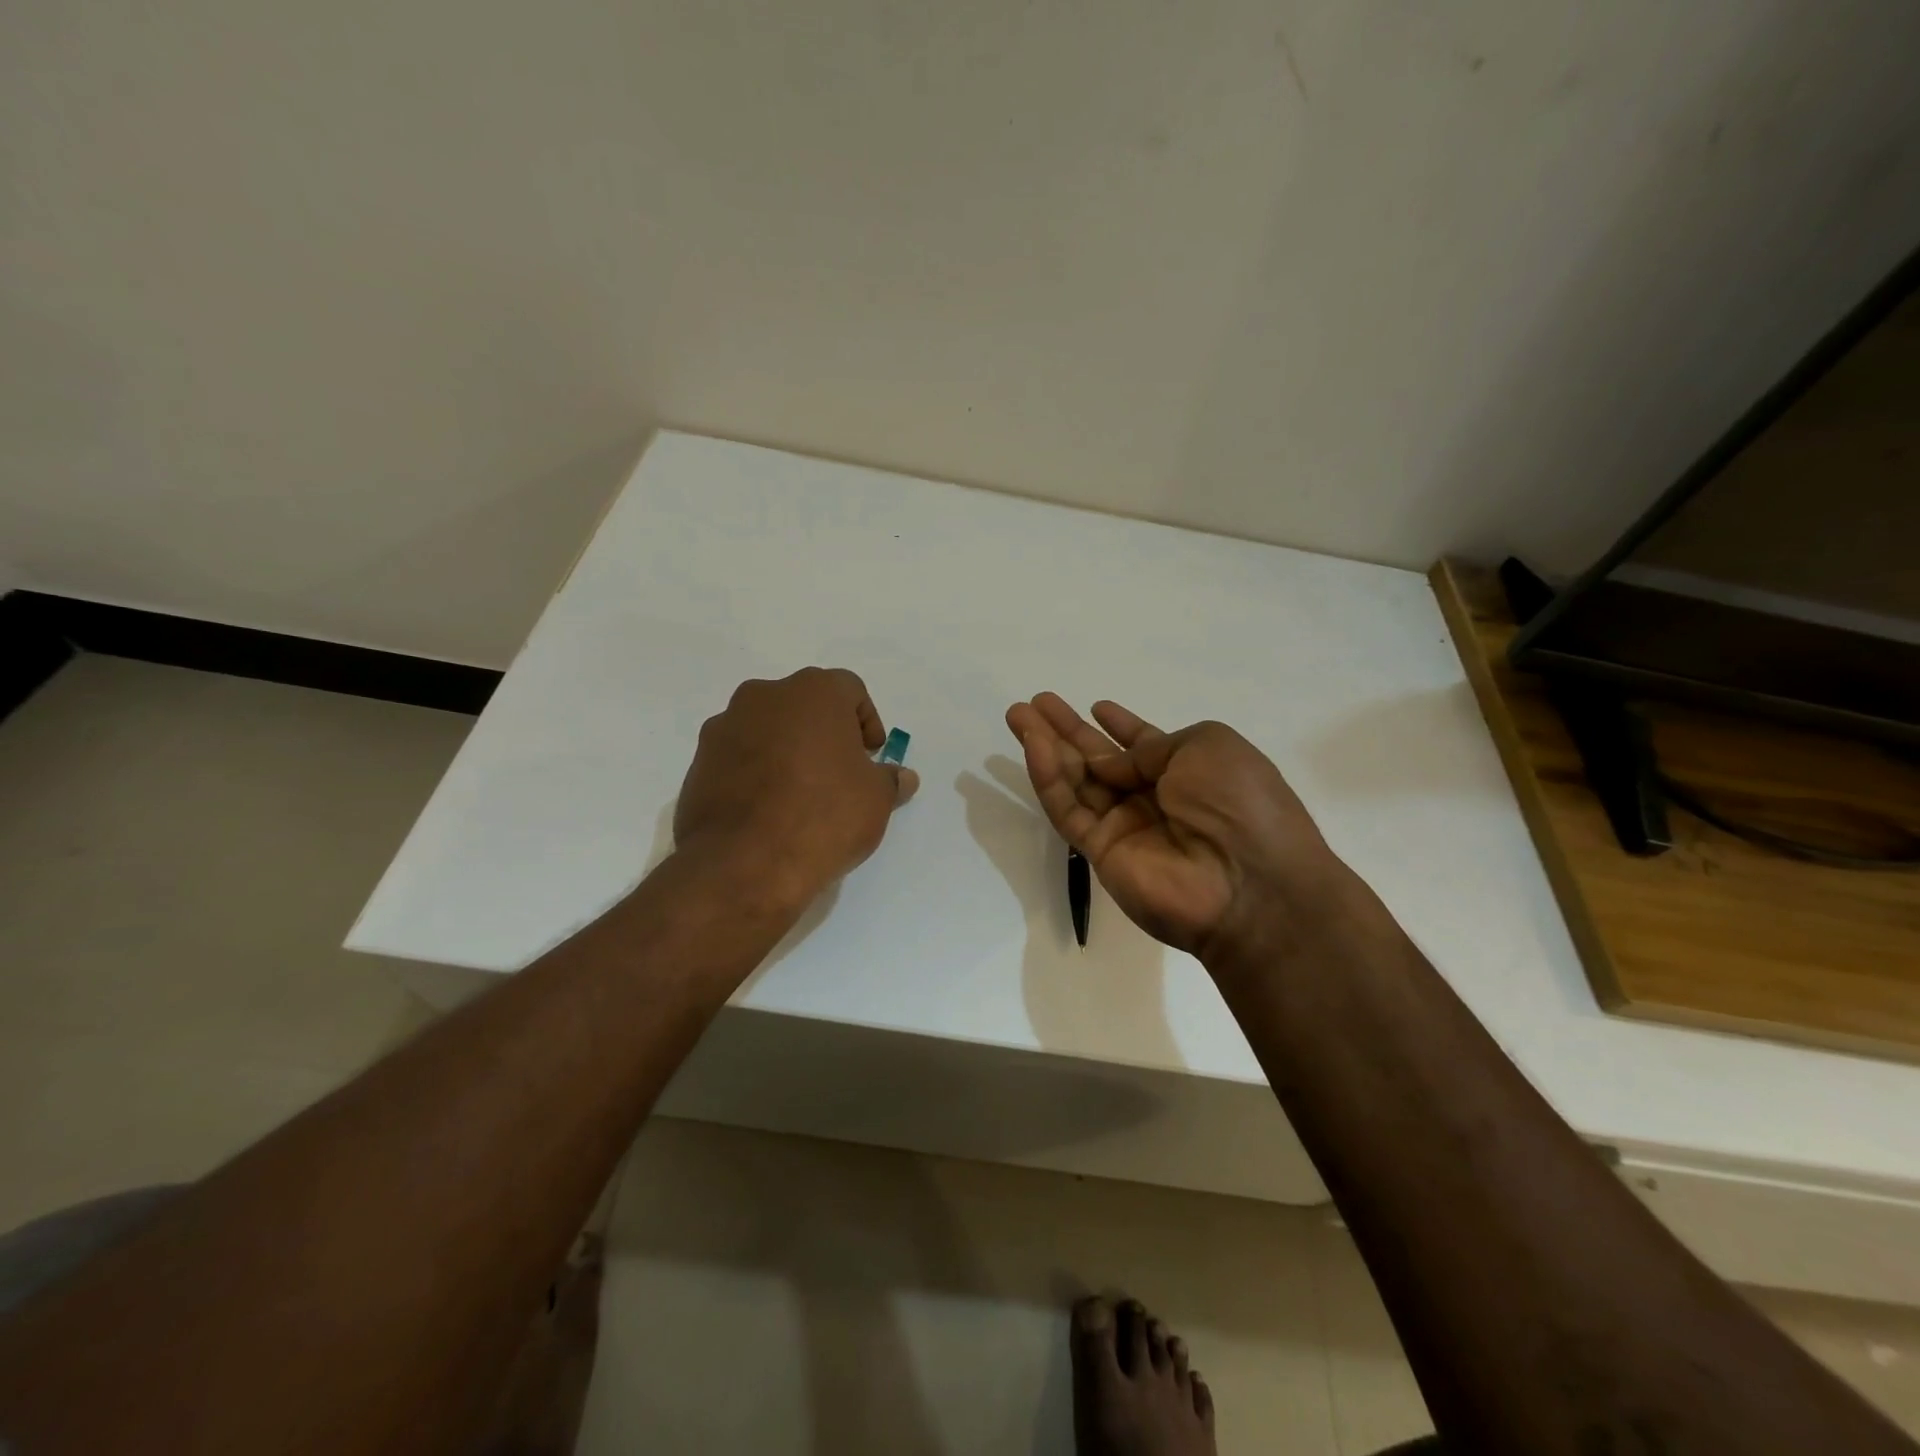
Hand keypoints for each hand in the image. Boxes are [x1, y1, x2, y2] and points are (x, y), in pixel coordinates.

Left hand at [676, 668, 918, 912]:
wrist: (744, 863)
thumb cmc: (824, 815)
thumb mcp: (876, 800)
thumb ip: (890, 780)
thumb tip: (902, 777)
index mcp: (813, 692)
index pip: (850, 690)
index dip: (866, 721)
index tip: (871, 756)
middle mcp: (764, 696)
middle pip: (804, 705)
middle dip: (824, 733)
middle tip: (839, 772)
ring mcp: (725, 727)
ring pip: (767, 729)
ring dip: (787, 750)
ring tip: (801, 795)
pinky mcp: (698, 763)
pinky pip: (739, 758)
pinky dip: (756, 773)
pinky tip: (768, 811)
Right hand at [1005, 693, 1340, 963]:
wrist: (1249, 885)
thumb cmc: (1239, 803)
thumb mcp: (1207, 746)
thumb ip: (1152, 745)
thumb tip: (1116, 760)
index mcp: (1188, 771)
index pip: (1144, 745)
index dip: (1120, 726)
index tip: (1096, 706)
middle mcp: (1153, 798)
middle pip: (1099, 759)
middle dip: (1067, 730)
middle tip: (1034, 703)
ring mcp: (1125, 826)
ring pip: (1076, 780)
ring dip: (1046, 746)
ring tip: (1018, 715)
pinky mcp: (1100, 851)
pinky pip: (1069, 809)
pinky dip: (1049, 778)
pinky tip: (1034, 746)